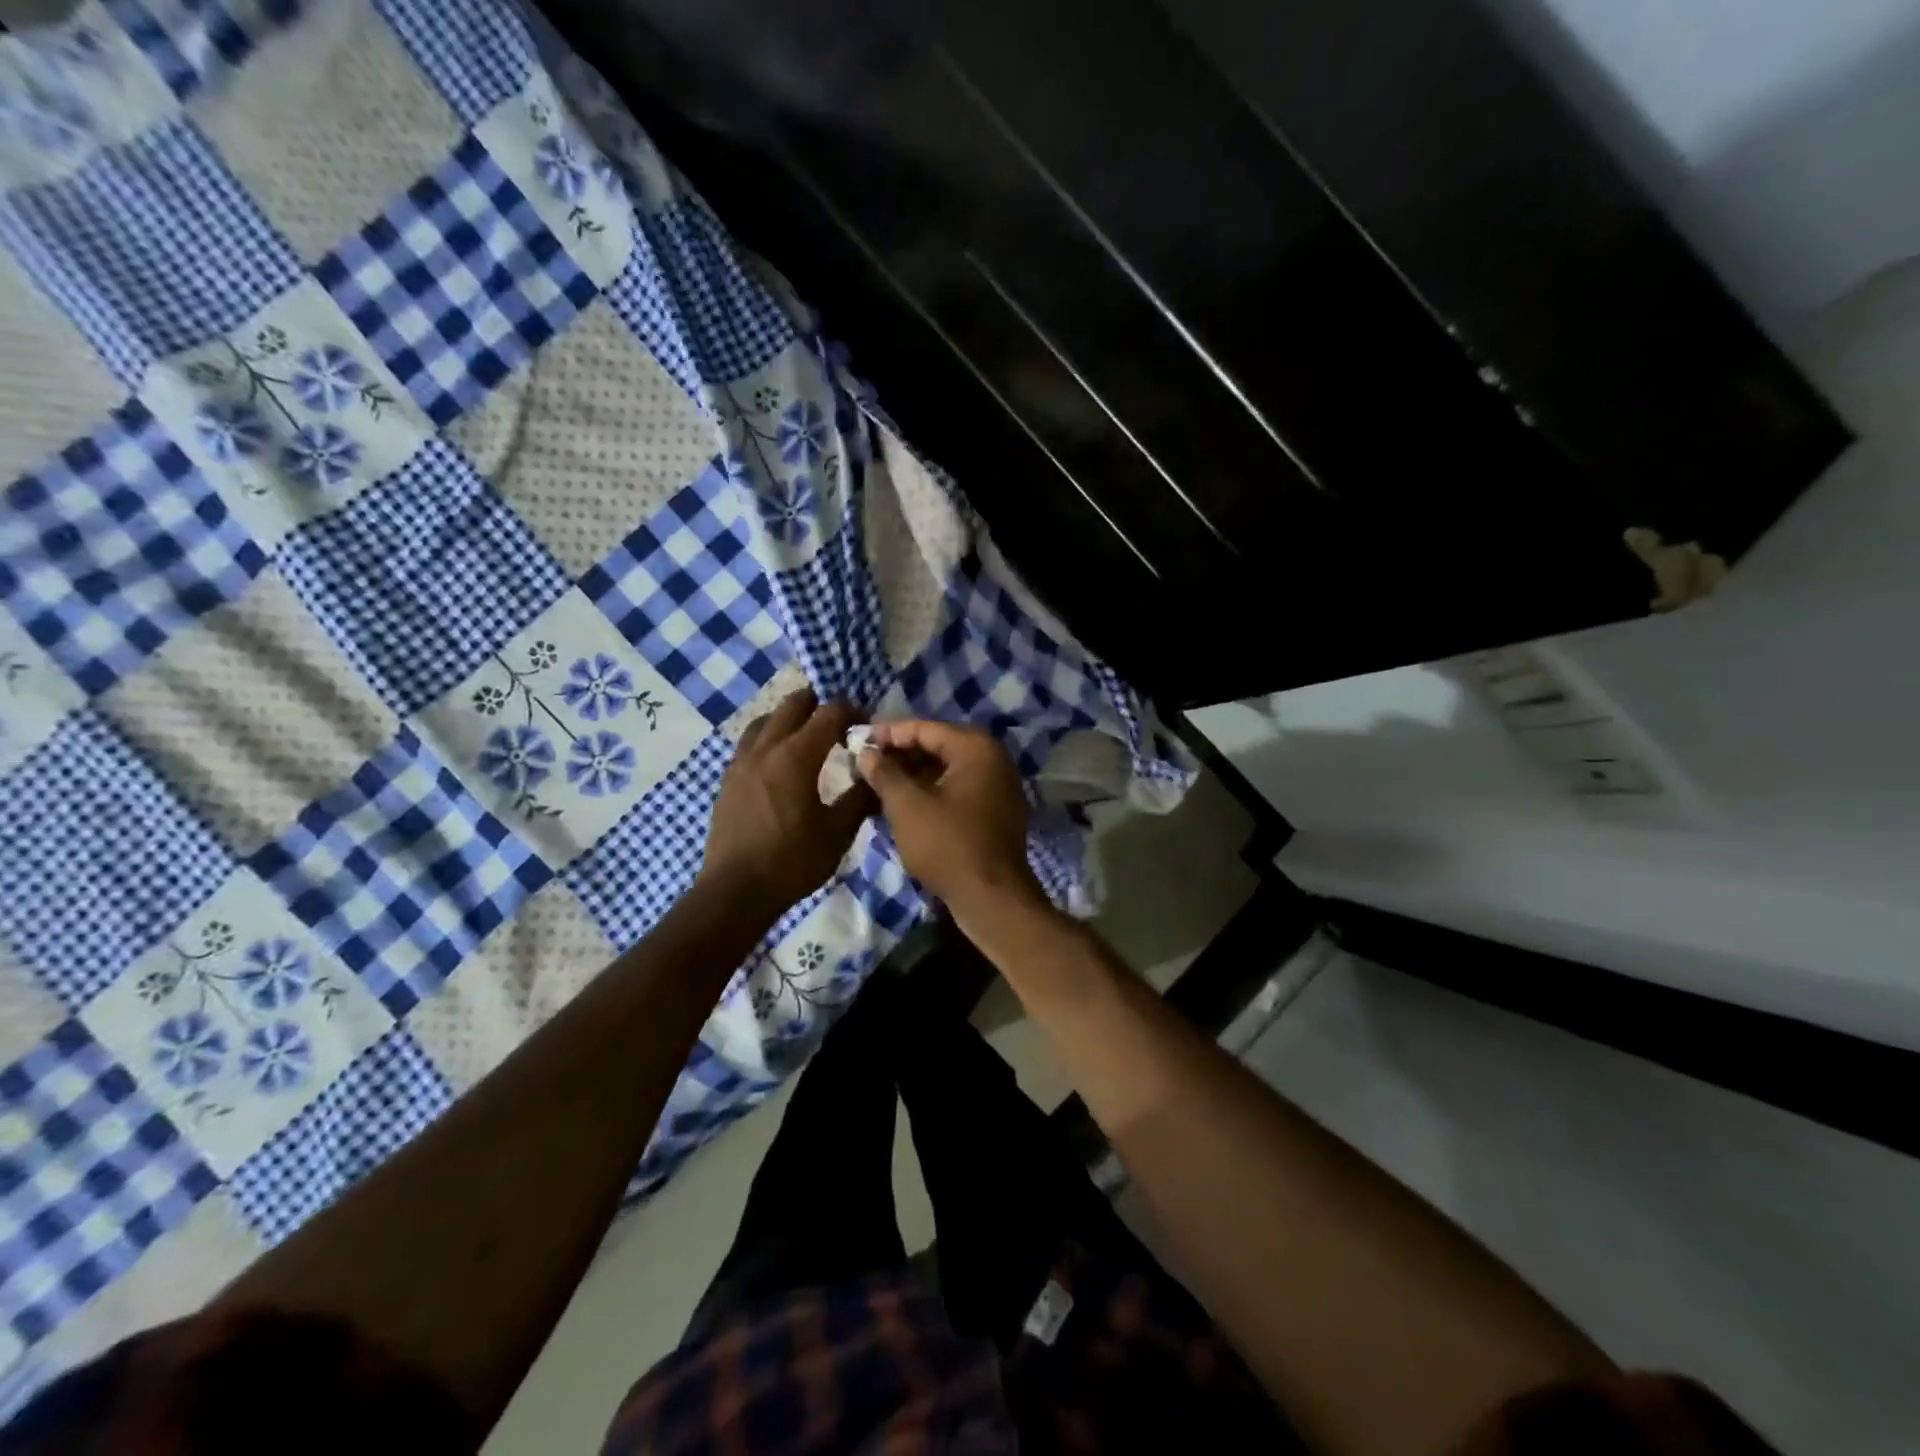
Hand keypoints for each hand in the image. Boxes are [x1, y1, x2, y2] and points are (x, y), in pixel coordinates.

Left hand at [699, 691, 874, 916]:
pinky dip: (769, 737)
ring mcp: (741, 762)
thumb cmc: (792, 861)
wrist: (735, 891)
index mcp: (796, 756)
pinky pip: (749, 743)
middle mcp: (766, 749)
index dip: (851, 710)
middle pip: (792, 705)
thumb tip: (877, 776)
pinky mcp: (728, 780)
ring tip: (806, 734)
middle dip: (818, 704)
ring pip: (765, 721)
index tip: (866, 721)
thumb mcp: (837, 832)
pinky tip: (778, 760)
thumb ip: (860, 798)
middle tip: (838, 719)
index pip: (828, 714)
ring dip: (789, 718)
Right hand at [858, 719, 1046, 923]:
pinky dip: (932, 791)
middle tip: (865, 763)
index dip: (888, 733)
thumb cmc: (947, 845)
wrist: (992, 898)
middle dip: (901, 754)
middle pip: (938, 745)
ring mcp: (999, 785)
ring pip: (948, 769)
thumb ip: (884, 773)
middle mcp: (993, 758)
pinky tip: (904, 804)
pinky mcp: (996, 810)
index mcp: (976, 747)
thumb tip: (866, 752)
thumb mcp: (907, 806)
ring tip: (878, 784)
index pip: (925, 728)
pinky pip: (959, 789)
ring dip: (914, 774)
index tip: (857, 742)